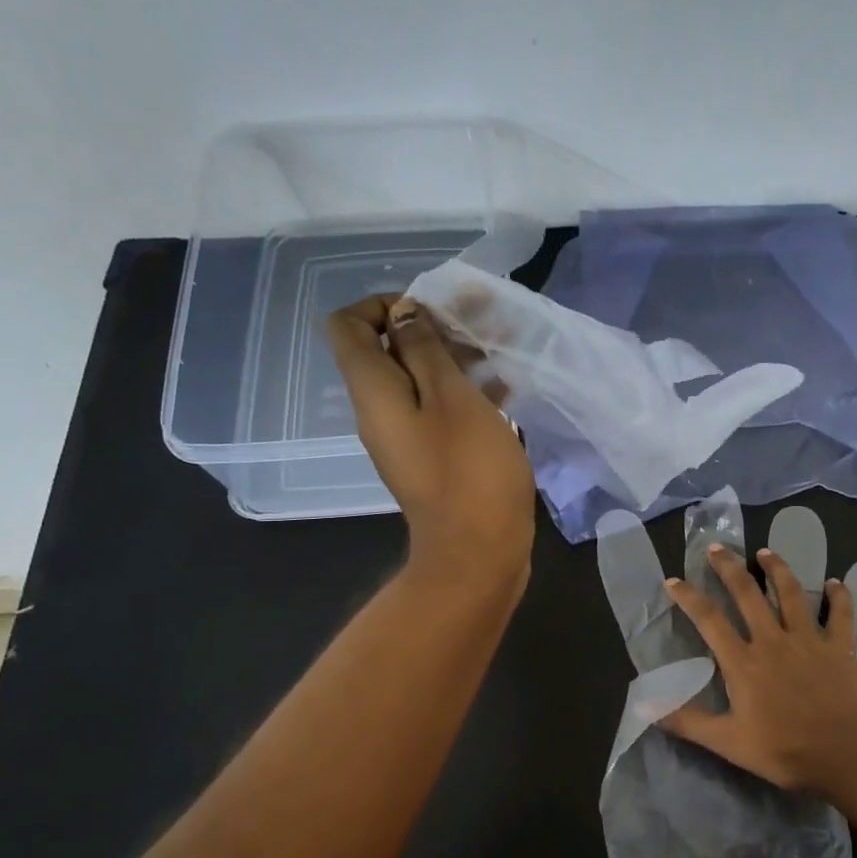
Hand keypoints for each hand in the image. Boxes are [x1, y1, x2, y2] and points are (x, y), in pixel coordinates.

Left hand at [326, 297, 536, 593]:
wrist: (477, 553)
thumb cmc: (468, 470)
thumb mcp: (453, 398)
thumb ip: (426, 350)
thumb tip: (404, 315)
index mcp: (373, 390)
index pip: (348, 325)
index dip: (384, 305)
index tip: (432, 310)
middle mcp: (380, 411)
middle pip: (389, 350)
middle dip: (433, 327)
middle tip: (483, 322)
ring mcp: (408, 438)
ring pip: (422, 380)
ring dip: (458, 359)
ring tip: (505, 350)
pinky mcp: (434, 459)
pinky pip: (441, 411)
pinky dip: (467, 393)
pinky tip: (507, 390)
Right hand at [661, 544, 856, 791]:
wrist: (848, 754)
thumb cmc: (786, 751)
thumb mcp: (729, 743)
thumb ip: (689, 722)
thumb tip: (646, 708)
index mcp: (743, 662)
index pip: (709, 620)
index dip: (689, 597)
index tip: (673, 580)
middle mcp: (773, 640)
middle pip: (748, 594)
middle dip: (729, 568)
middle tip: (716, 547)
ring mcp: (809, 640)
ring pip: (791, 593)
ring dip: (777, 569)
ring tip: (766, 551)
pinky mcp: (840, 647)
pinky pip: (840, 614)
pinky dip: (839, 595)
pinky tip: (836, 582)